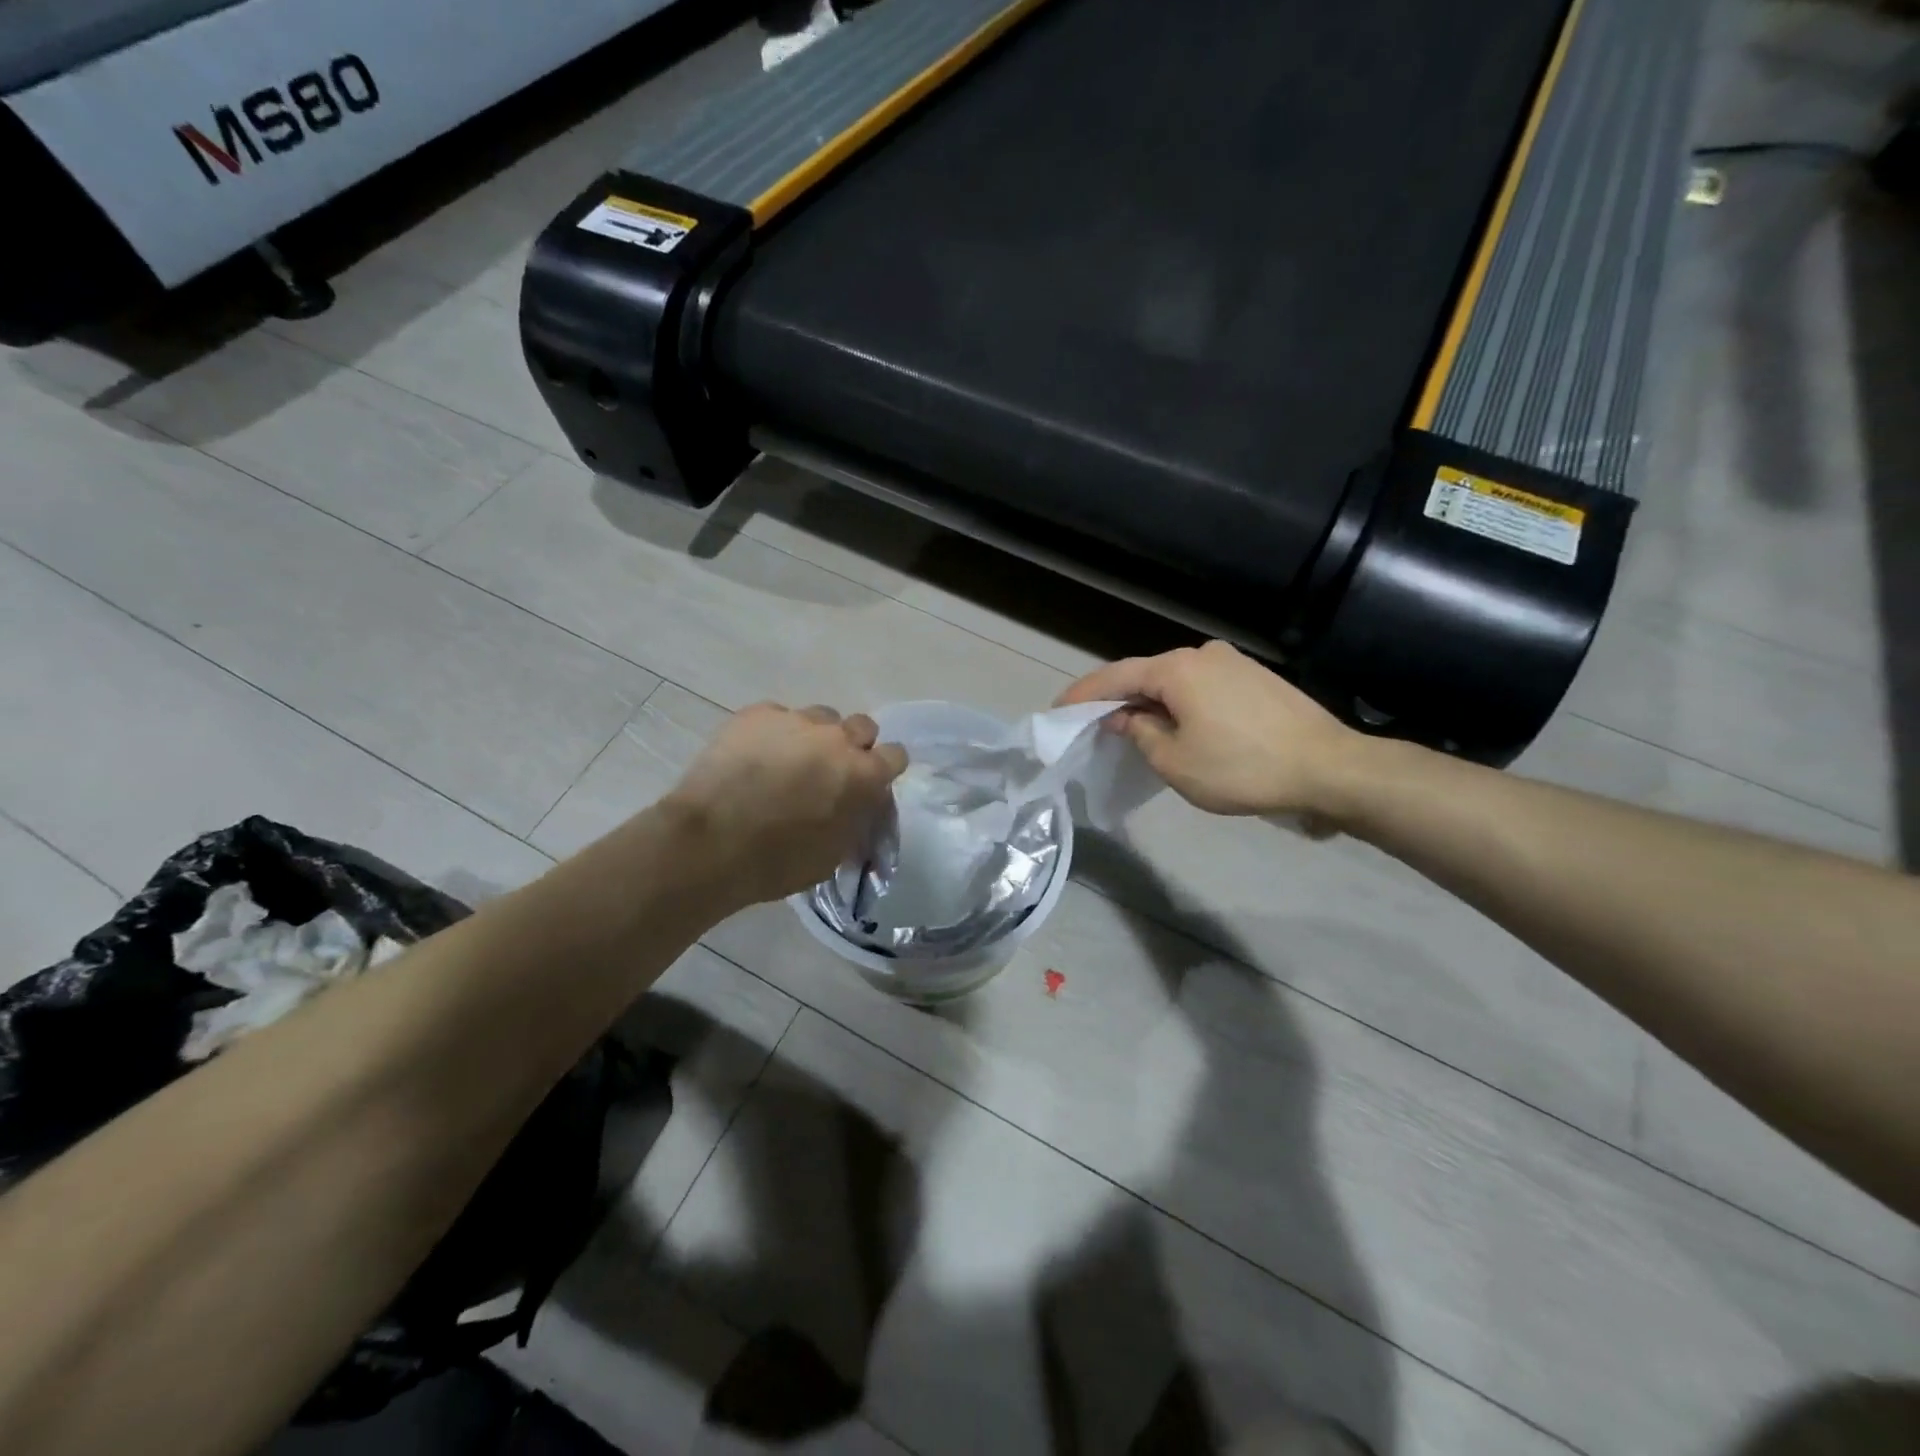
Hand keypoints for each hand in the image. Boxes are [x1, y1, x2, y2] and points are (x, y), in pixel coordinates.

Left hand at [666, 703, 907, 906]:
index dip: (884, 769)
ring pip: (820, 717)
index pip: (896, 755)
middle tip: (831, 771)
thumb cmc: (777, 861)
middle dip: (853, 746)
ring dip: (815, 736)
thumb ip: (856, 819)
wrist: (709, 843)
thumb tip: (860, 805)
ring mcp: (795, 720)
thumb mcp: (834, 854)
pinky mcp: (756, 714)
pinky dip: (775, 733)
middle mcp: (836, 738)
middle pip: (862, 726)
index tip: (870, 784)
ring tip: (790, 760)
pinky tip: (756, 757)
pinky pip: (778, 716)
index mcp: (863, 774)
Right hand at [1057, 641, 1361, 817]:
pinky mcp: (1256, 678)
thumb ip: (1140, 733)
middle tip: (1094, 722)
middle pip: (1146, 673)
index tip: (1059, 709)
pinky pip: (1202, 686)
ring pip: (1176, 680)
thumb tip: (1123, 717)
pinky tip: (1180, 725)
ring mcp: (1234, 663)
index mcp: (1177, 669)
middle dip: (1118, 698)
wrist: (1330, 768)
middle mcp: (1203, 654)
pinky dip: (1181, 703)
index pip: (1116, 676)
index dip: (1084, 694)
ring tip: (1136, 728)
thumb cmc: (1242, 767)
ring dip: (1152, 702)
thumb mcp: (1176, 761)